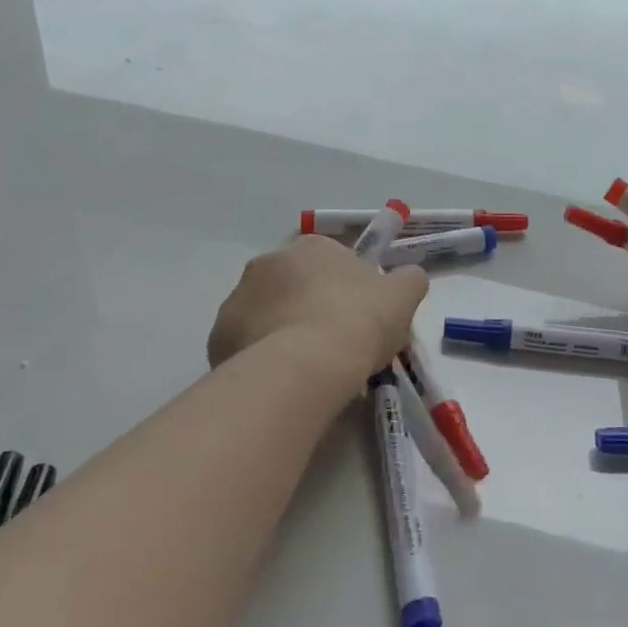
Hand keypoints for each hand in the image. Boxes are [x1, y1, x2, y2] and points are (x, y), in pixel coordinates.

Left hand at [208, 236, 427, 390]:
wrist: (306, 366)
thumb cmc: (358, 322)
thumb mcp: (402, 297)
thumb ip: (408, 280)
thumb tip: (409, 276)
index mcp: (311, 246)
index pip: (330, 260)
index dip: (345, 289)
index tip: (357, 318)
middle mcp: (268, 262)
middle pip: (293, 284)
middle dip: (308, 306)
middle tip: (332, 343)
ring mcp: (238, 297)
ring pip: (266, 313)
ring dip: (281, 330)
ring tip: (306, 368)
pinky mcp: (218, 335)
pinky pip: (245, 343)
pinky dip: (259, 356)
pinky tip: (281, 380)